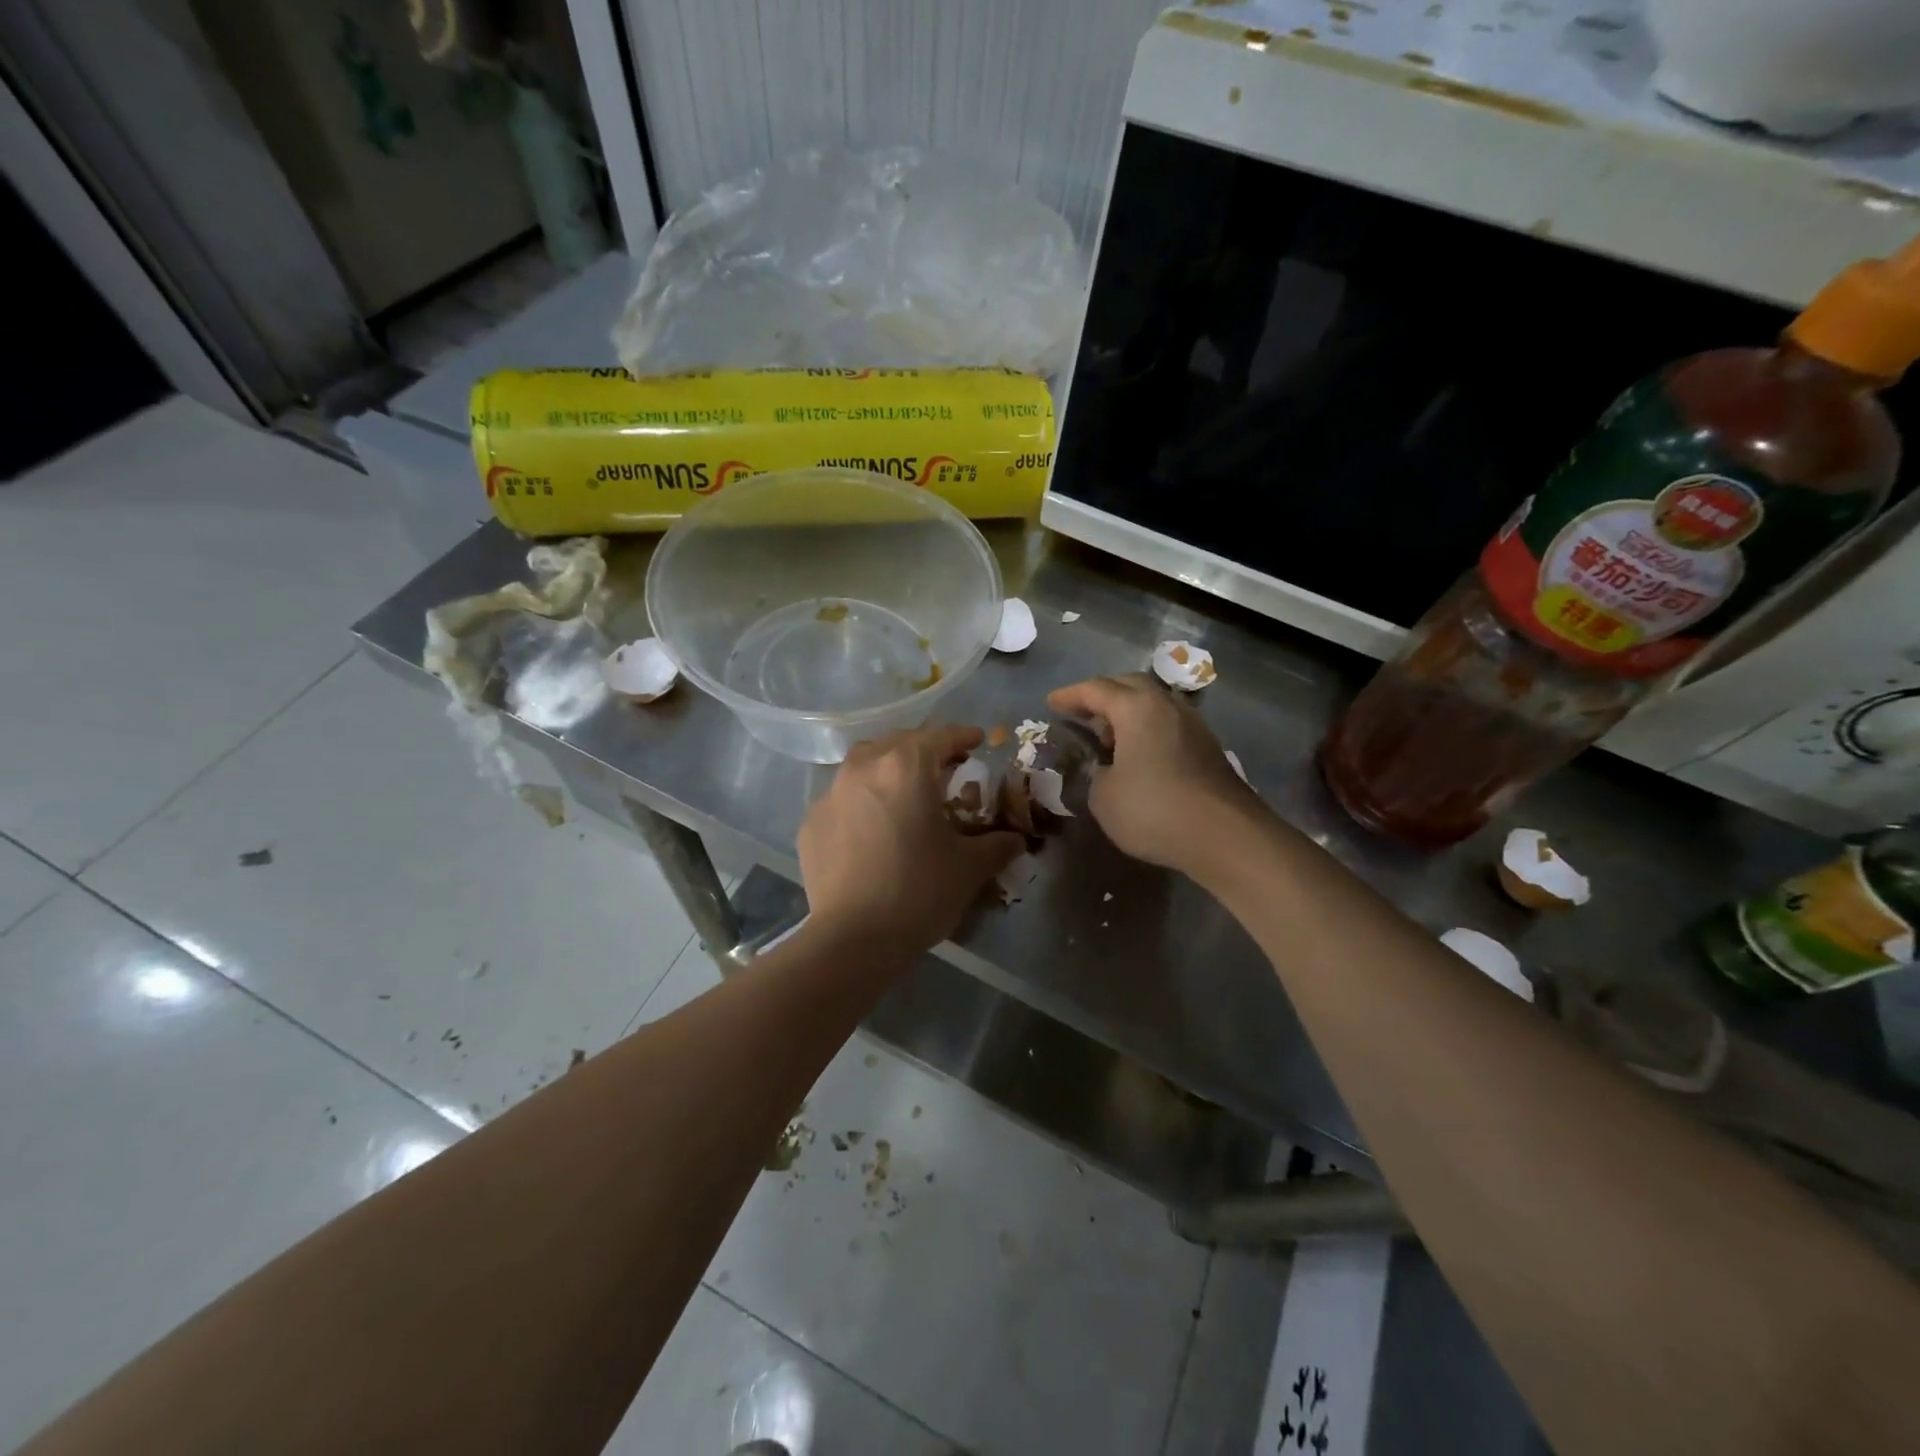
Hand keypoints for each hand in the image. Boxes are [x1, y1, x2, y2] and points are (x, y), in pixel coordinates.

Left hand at [798, 724, 1022, 953]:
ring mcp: (830, 794)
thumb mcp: (969, 867)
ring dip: (888, 770)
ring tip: (904, 793)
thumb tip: (1015, 840)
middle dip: (924, 751)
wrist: (853, 939)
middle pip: (898, 743)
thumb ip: (997, 845)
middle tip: (944, 769)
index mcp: (906, 767)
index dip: (962, 736)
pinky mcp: (811, 823)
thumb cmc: (919, 891)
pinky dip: (861, 802)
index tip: (977, 740)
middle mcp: (864, 768)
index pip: (939, 736)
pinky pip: (842, 799)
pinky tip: (870, 829)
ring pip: (864, 765)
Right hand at [1047, 674, 1263, 878]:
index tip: (1052, 703)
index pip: (1096, 689)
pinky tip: (1139, 756)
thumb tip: (1105, 768)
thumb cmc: (1154, 809)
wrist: (1225, 835)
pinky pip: (1168, 726)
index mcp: (1136, 708)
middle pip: (1129, 686)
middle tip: (1082, 713)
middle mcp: (1167, 705)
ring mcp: (1193, 725)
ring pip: (1153, 704)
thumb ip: (1095, 774)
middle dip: (1102, 695)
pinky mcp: (1208, 748)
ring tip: (1109, 737)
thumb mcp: (1103, 796)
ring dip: (1128, 714)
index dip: (1070, 696)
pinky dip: (1147, 731)